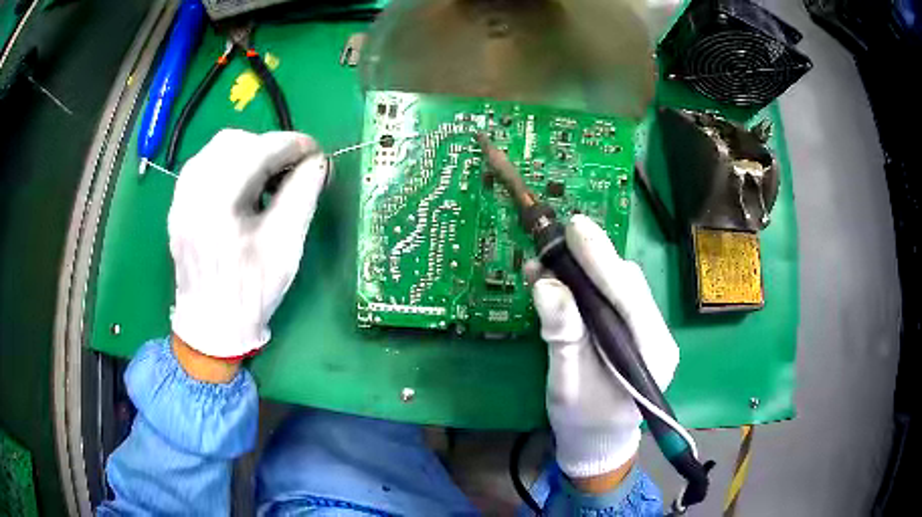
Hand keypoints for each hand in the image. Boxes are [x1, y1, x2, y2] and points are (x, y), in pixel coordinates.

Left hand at [168, 129, 328, 359]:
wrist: (211, 325)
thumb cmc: (251, 293)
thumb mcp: (285, 247)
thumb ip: (302, 196)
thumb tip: (317, 161)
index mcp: (216, 207)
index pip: (256, 151)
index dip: (291, 144)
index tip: (315, 153)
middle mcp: (191, 193)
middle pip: (233, 142)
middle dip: (269, 147)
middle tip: (291, 167)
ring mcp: (180, 197)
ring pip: (216, 149)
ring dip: (248, 152)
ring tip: (267, 176)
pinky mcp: (178, 203)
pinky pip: (204, 164)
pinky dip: (229, 163)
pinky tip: (242, 184)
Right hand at [532, 215, 678, 483]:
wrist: (599, 441)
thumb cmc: (583, 422)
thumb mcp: (567, 385)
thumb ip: (562, 336)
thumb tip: (547, 285)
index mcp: (652, 355)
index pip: (629, 298)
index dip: (602, 261)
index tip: (575, 228)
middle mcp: (659, 336)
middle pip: (629, 285)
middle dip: (594, 259)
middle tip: (557, 239)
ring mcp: (650, 331)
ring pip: (623, 285)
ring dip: (589, 268)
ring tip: (553, 259)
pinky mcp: (637, 329)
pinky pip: (616, 296)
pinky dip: (591, 283)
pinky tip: (565, 279)